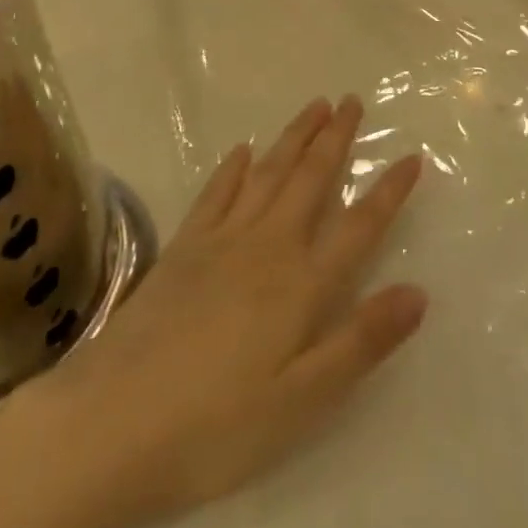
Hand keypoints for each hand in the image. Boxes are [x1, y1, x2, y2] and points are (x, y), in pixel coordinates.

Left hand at [14, 97, 424, 527]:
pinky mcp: (182, 248)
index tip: (411, 156)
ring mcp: (220, 241)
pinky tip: (242, 150)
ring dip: (294, 137)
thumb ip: (360, 342)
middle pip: (310, 180)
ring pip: (268, 173)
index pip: (358, 226)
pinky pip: (216, 193)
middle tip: (353, 101)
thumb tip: (418, 292)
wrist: (109, 424)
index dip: (388, 191)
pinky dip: (233, 167)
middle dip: (335, 138)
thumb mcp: (301, 401)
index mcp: (301, 284)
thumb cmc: (214, 427)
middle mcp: (267, 247)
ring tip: (315, 106)